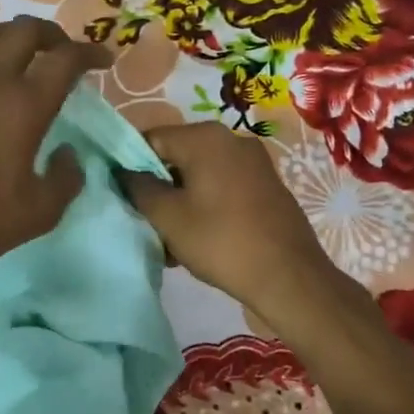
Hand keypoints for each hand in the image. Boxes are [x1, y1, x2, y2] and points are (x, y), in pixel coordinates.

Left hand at [0, 17, 113, 280]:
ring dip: (15, 34)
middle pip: (27, 31)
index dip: (90, 54)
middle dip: (55, 35)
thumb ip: (67, 177)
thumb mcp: (41, 212)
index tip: (103, 61)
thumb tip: (67, 152)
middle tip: (65, 54)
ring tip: (26, 52)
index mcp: (24, 107)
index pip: (65, 60)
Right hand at [120, 122, 341, 325]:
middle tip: (146, 222)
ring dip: (180, 202)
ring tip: (171, 240)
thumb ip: (139, 187)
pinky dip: (205, 206)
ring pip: (200, 175)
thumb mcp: (167, 216)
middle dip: (158, 188)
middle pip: (177, 156)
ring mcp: (254, 162)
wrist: (289, 276)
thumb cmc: (220, 241)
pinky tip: (199, 239)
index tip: (124, 197)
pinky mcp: (266, 186)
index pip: (151, 139)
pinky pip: (222, 187)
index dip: (130, 166)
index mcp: (205, 137)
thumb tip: (125, 172)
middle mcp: (232, 139)